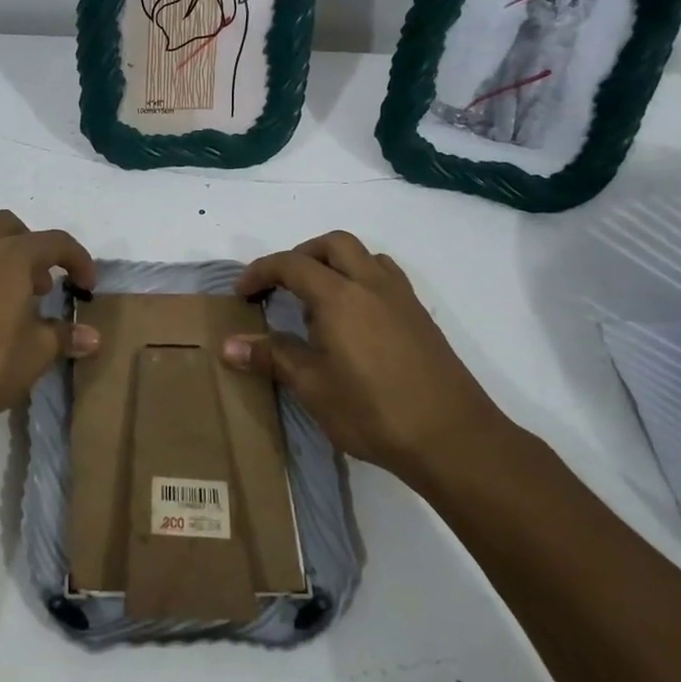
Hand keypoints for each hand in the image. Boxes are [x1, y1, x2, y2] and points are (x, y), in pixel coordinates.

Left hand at [0, 211, 98, 435]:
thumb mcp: (36, 352)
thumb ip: (64, 336)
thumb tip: (92, 337)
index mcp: (10, 255)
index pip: (55, 242)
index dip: (79, 260)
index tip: (87, 287)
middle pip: (12, 228)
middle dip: (35, 249)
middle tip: (44, 286)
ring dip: (6, 261)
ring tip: (17, 304)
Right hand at [221, 232, 497, 478]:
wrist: (452, 437)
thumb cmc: (372, 411)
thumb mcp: (312, 386)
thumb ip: (272, 357)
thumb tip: (228, 346)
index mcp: (339, 296)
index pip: (291, 264)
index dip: (261, 272)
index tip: (242, 293)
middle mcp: (371, 284)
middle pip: (333, 244)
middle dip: (301, 255)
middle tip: (281, 286)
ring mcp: (401, 298)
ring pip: (364, 256)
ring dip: (335, 263)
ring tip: (318, 301)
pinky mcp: (420, 317)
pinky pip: (385, 277)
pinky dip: (361, 279)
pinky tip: (355, 320)